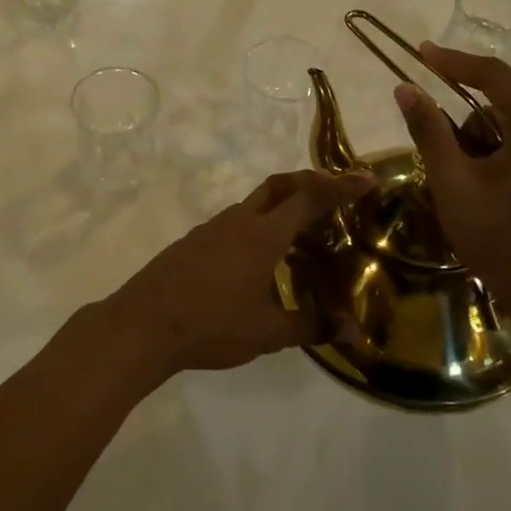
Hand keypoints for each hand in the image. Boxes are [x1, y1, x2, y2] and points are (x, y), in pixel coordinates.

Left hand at [103, 169, 377, 377]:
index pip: (309, 198)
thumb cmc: (211, 325)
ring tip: (302, 232)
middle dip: (310, 182)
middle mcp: (238, 221)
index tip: (367, 178)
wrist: (143, 324)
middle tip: (335, 194)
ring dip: (281, 206)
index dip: (341, 186)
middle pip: (279, 186)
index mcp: (262, 235)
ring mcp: (212, 228)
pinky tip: (260, 257)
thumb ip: (311, 326)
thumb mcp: (267, 332)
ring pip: (254, 203)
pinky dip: (258, 225)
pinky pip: (235, 221)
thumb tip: (353, 332)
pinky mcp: (194, 241)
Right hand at [394, 43, 510, 346]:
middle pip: (503, 97)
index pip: (493, 75)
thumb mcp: (454, 183)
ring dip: (480, 138)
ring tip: (465, 182)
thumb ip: (429, 130)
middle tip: (442, 155)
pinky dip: (498, 150)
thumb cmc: (503, 239)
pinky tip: (485, 184)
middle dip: (465, 119)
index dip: (452, 61)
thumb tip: (405, 88)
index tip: (419, 52)